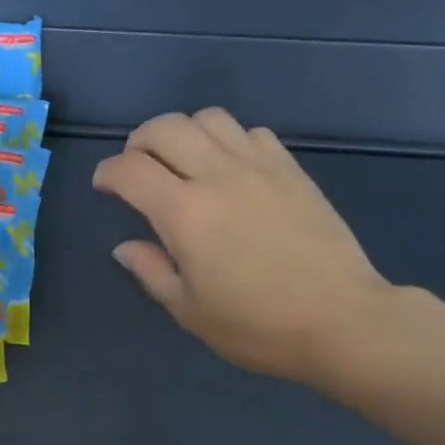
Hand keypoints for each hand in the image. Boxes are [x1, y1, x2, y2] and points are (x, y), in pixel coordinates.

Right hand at [93, 108, 400, 391]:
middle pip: (165, 128)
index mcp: (185, 214)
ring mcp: (259, 166)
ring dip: (184, 132)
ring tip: (183, 162)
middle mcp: (218, 176)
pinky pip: (250, 132)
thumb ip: (152, 271)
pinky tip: (230, 169)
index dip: (108, 173)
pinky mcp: (291, 169)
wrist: (340, 319)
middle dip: (138, 142)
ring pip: (209, 118)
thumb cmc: (257, 326)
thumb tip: (125, 246)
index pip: (130, 170)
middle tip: (137, 169)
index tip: (104, 187)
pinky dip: (228, 140)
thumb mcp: (190, 311)